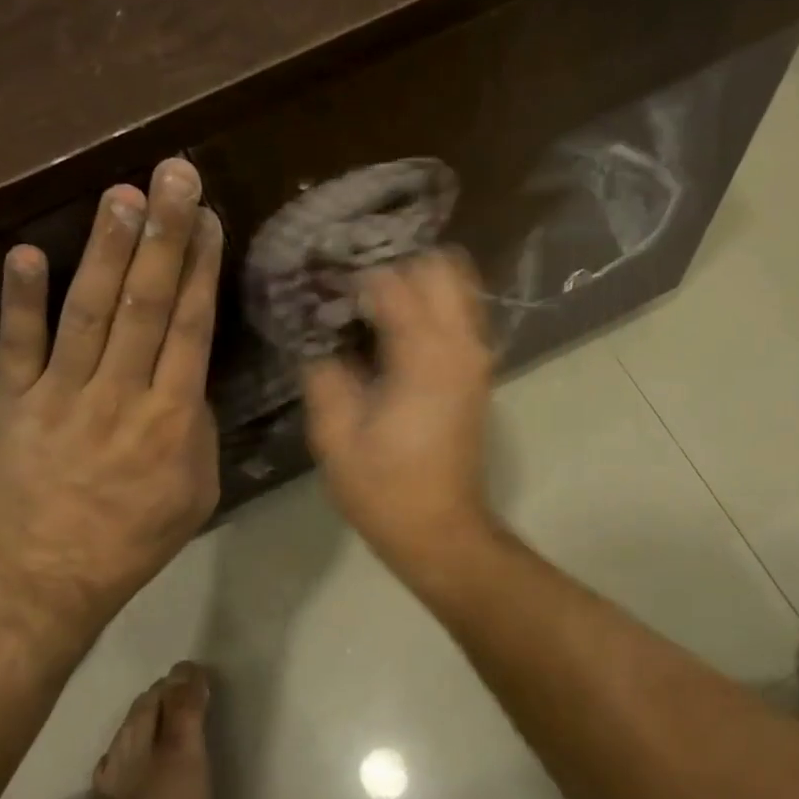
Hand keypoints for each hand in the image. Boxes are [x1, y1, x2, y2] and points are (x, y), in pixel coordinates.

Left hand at [0, 159, 222, 644]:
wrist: (47, 578)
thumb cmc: (135, 537)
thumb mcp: (197, 491)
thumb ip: (197, 427)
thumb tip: (190, 376)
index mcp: (172, 419)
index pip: (190, 327)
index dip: (199, 267)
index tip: (206, 217)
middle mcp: (120, 395)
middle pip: (146, 304)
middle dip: (163, 235)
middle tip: (172, 175)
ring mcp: (60, 396)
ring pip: (88, 313)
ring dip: (104, 250)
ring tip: (120, 195)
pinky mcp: (10, 405)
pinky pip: (17, 347)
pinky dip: (19, 301)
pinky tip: (25, 252)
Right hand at [301, 250, 496, 575]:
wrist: (441, 531)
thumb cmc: (384, 488)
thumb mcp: (335, 435)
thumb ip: (324, 375)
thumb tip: (320, 342)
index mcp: (424, 355)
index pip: (392, 282)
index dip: (353, 278)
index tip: (322, 288)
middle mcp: (460, 344)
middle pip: (438, 267)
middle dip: (394, 267)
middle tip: (353, 289)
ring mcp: (476, 357)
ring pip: (458, 285)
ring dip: (418, 282)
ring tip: (373, 301)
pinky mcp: (478, 372)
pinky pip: (461, 313)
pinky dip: (433, 305)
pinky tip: (395, 327)